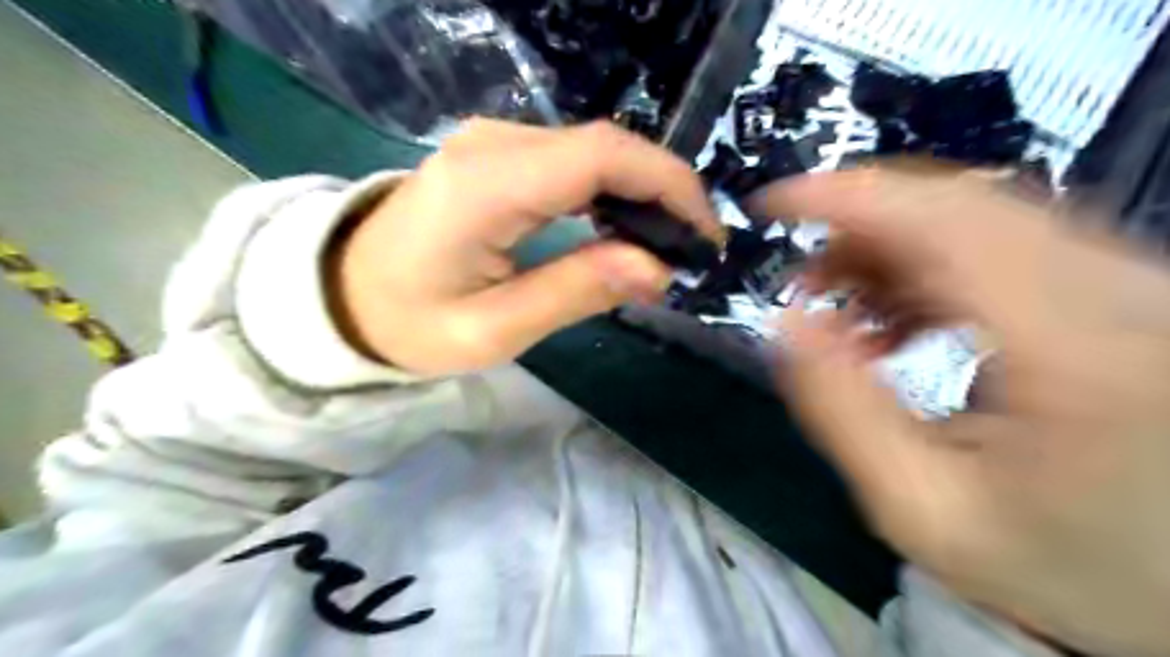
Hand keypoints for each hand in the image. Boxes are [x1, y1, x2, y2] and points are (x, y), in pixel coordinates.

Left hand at [323, 115, 718, 374]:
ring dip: (641, 192)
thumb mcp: (493, 329)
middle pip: (606, 147)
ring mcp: (493, 141)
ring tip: (664, 245)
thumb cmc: (409, 322)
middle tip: (691, 249)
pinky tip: (624, 228)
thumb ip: (575, 291)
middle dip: (664, 192)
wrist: (343, 293)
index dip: (668, 186)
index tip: (703, 236)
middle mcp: (494, 143)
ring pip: (595, 151)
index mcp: (488, 185)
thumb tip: (658, 268)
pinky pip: (572, 161)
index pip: (602, 157)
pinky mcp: (497, 154)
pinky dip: (611, 191)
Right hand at [753, 168, 1169, 655]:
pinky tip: (905, 321)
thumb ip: (840, 408)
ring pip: (981, 218)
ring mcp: (1135, 282)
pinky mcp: (1126, 289)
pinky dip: (931, 268)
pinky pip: (1006, 244)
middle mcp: (1124, 290)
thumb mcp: (919, 507)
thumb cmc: (1057, 561)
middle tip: (806, 283)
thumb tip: (787, 320)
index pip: (943, 221)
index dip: (844, 195)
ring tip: (850, 315)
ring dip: (890, 251)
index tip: (773, 203)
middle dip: (857, 229)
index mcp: (1078, 349)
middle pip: (959, 206)